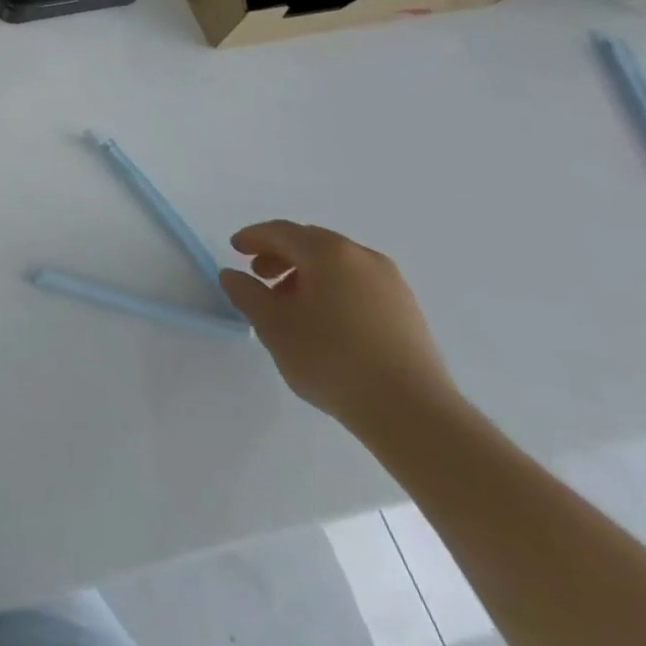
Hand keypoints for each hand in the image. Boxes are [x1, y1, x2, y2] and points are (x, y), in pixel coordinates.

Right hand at [220, 220, 458, 435]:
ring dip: (308, 274)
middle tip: (260, 276)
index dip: (254, 237)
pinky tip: (326, 322)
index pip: (281, 232)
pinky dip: (334, 289)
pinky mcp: (408, 311)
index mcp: (328, 252)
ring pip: (338, 265)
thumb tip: (232, 275)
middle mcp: (362, 257)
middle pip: (311, 243)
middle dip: (281, 255)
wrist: (412, 412)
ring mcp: (391, 284)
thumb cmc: (332, 359)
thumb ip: (246, 294)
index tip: (235, 250)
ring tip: (291, 305)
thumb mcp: (273, 325)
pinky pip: (359, 285)